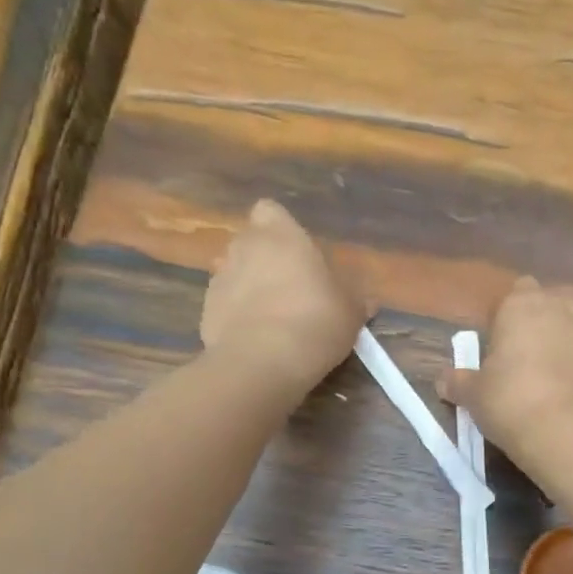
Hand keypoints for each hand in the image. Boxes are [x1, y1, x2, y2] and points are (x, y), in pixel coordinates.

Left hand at [201, 200, 369, 390]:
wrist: (263, 362)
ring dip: (247, 289)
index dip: (280, 229)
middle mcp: (243, 247)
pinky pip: (224, 307)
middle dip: (263, 260)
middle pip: (249, 243)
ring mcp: (219, 279)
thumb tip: (367, 301)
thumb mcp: (350, 312)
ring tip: (271, 319)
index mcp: (280, 235)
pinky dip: (235, 318)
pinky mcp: (205, 312)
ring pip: (233, 274)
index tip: (296, 253)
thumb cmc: (315, 321)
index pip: (270, 211)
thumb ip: (355, 301)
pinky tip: (255, 341)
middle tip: (288, 290)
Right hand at [441, 277, 572, 467]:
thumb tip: (443, 380)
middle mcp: (564, 304)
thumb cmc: (511, 403)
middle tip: (534, 357)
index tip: (504, 344)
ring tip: (565, 374)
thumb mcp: (474, 396)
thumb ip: (458, 382)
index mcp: (522, 304)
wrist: (570, 431)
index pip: (516, 292)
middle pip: (555, 301)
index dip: (510, 317)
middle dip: (547, 320)